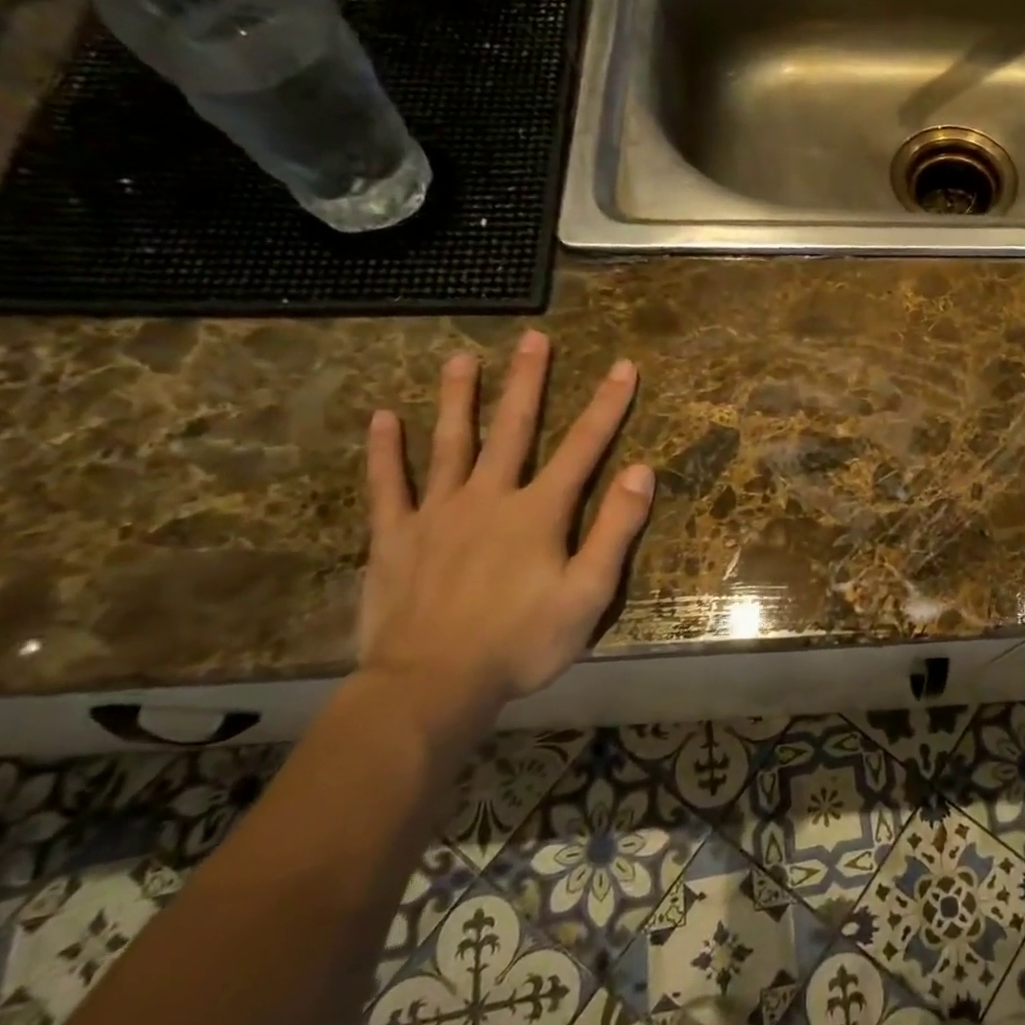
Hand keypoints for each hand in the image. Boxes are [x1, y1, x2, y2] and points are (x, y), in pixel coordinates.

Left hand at [358, 331, 653, 741]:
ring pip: (449, 444)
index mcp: (539, 512)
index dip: (607, 405)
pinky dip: (384, 451)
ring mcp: (436, 514)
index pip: (583, 447)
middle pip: (513, 429)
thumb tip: (641, 470)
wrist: (431, 686)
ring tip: (461, 357)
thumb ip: (615, 530)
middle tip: (533, 338)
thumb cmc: (521, 642)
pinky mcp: (394, 537)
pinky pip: (387, 486)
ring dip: (457, 398)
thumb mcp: (588, 594)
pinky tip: (383, 418)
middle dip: (527, 381)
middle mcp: (489, 498)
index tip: (623, 366)